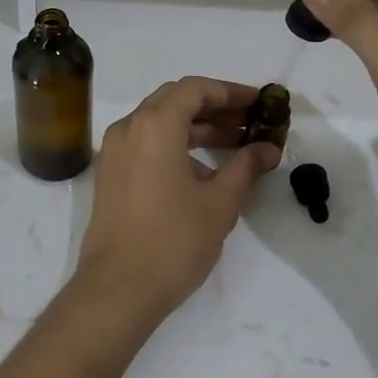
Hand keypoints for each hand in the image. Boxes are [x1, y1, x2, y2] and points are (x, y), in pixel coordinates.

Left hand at [73, 78, 280, 330]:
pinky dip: (174, 144)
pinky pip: (145, 143)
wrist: (118, 288)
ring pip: (158, 122)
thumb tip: (268, 148)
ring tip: (234, 145)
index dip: (230, 92)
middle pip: (175, 100)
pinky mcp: (109, 174)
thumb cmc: (173, 241)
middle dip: (214, 107)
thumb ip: (246, 167)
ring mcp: (114, 151)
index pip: (196, 89)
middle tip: (249, 122)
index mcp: (155, 125)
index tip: (260, 104)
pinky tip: (202, 171)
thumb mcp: (220, 203)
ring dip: (195, 127)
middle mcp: (129, 128)